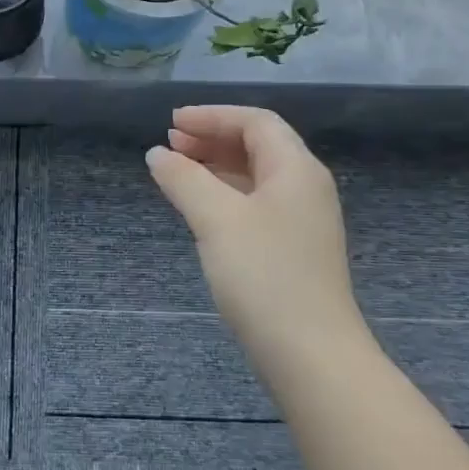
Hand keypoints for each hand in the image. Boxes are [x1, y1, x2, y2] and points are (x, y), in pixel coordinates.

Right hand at [145, 106, 362, 356]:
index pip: (256, 122)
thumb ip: (184, 179)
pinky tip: (200, 206)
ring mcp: (302, 220)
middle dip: (212, 138)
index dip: (212, 116)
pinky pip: (255, 203)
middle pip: (258, 145)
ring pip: (255, 176)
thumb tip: (158, 154)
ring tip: (177, 170)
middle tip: (170, 144)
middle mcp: (305, 187)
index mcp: (296, 169)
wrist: (310, 353)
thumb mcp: (216, 219)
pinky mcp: (293, 248)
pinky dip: (225, 193)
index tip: (171, 123)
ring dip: (216, 166)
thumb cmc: (264, 275)